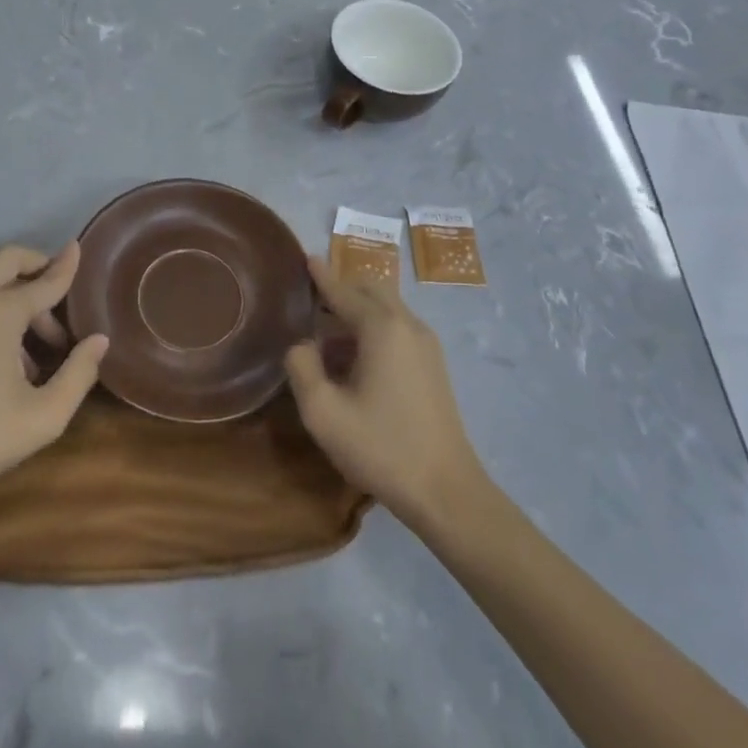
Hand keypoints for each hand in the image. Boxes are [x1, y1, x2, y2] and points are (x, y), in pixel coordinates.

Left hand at [0, 242, 107, 514]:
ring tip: (40, 346)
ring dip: (19, 293)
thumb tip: (99, 340)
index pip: (45, 280)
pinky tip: (9, 359)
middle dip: (38, 267)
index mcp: (0, 311)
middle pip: (9, 258)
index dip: (68, 267)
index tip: (81, 251)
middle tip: (62, 299)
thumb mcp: (44, 416)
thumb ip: (79, 373)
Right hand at [285, 256, 486, 533]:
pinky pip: (397, 329)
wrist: (446, 491)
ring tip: (325, 339)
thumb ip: (301, 367)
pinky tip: (354, 362)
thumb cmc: (381, 447)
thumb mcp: (323, 412)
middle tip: (310, 303)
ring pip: (386, 309)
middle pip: (371, 290)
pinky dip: (373, 329)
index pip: (344, 290)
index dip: (321, 276)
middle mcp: (407, 324)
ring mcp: (426, 344)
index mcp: (382, 327)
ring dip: (356, 312)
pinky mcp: (434, 365)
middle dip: (341, 289)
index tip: (305, 257)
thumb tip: (301, 345)